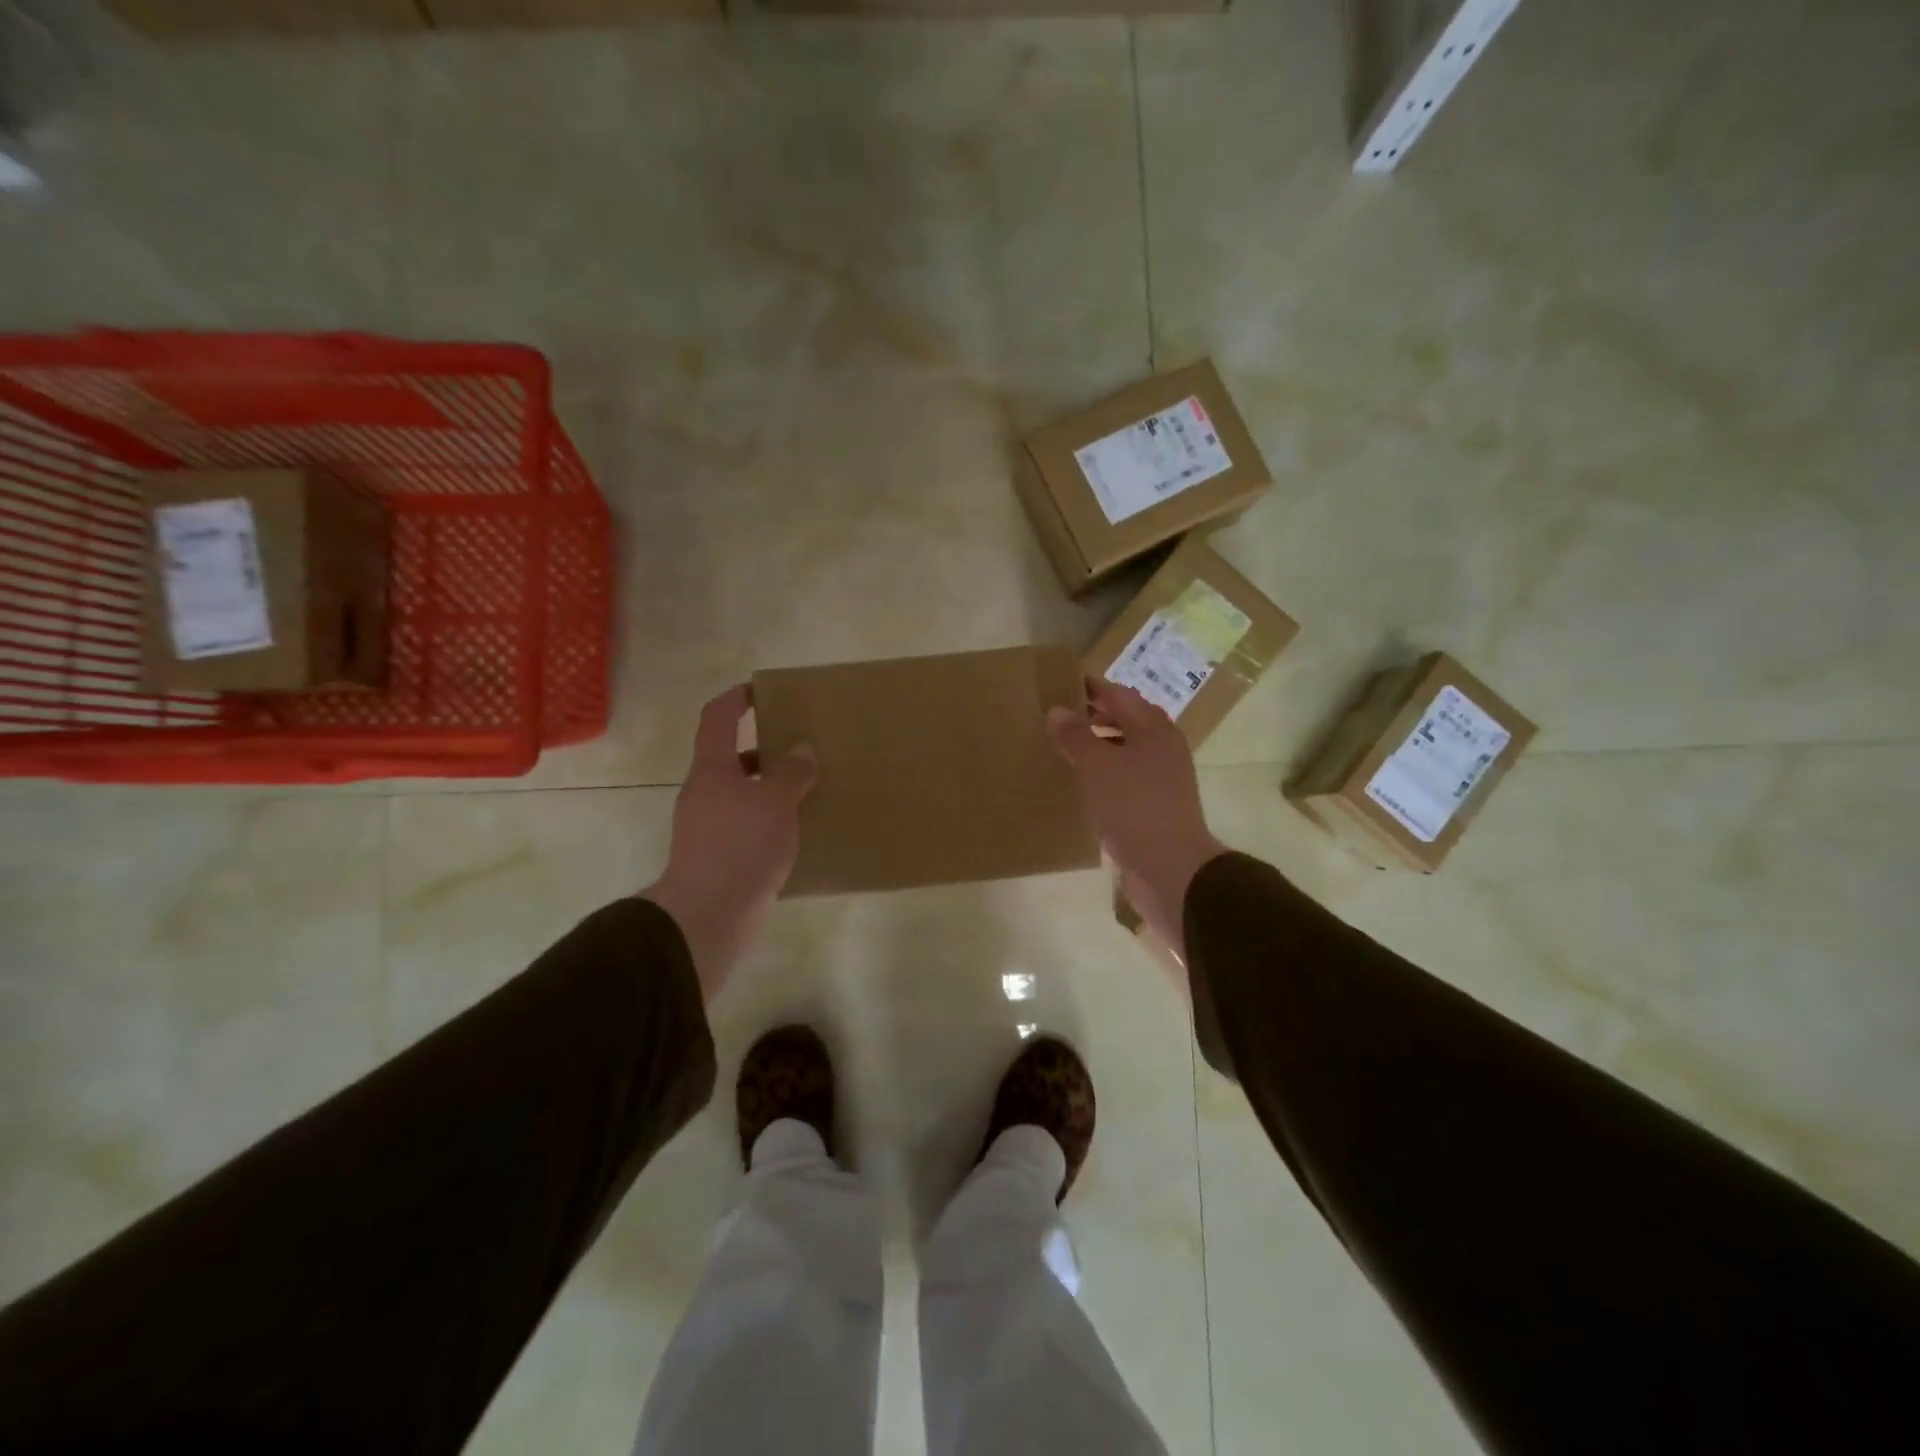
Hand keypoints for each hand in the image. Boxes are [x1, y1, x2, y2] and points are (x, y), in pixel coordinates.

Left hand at [641, 685, 815, 1001]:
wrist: (710, 913)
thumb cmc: (741, 844)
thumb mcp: (776, 800)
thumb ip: (791, 771)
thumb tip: (801, 750)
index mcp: (712, 769)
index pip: (717, 718)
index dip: (735, 699)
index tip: (760, 690)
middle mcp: (704, 793)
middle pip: (730, 758)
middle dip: (763, 749)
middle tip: (798, 747)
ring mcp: (707, 827)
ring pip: (741, 794)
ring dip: (769, 788)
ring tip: (807, 790)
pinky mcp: (718, 857)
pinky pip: (747, 826)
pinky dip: (769, 821)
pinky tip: (797, 831)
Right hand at [1048, 677, 1225, 971]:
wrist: (1170, 868)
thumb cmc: (1134, 807)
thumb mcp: (1098, 767)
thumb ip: (1076, 736)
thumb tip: (1057, 710)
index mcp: (1154, 729)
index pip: (1119, 695)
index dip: (1091, 688)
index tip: (1060, 684)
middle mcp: (1162, 747)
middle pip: (1125, 720)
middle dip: (1093, 716)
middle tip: (1056, 716)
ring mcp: (1162, 778)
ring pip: (1125, 750)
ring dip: (1098, 745)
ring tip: (1064, 748)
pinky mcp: (1154, 805)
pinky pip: (1125, 777)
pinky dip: (1104, 773)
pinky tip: (1082, 783)